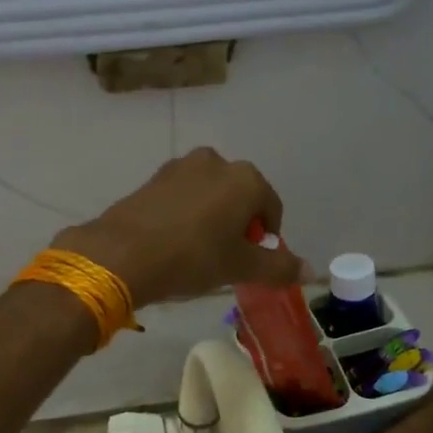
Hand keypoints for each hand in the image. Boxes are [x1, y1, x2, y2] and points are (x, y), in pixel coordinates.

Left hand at [53, 148, 302, 306]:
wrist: (122, 254)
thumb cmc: (192, 258)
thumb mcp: (240, 267)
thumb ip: (278, 267)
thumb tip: (310, 270)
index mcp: (245, 179)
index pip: (271, 207)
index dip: (267, 237)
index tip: (252, 261)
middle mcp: (216, 162)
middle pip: (240, 196)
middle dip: (238, 225)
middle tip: (226, 258)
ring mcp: (180, 167)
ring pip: (209, 195)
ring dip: (211, 218)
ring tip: (198, 252)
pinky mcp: (152, 178)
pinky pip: (182, 197)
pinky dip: (185, 215)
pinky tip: (173, 242)